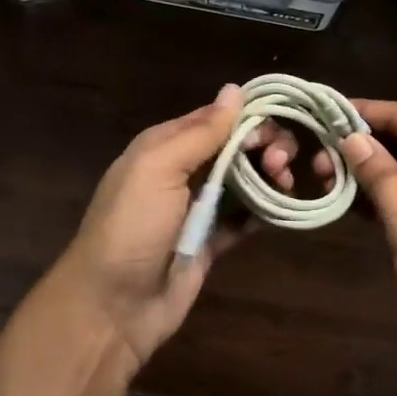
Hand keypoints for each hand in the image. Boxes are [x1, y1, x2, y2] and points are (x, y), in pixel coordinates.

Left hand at [51, 84, 298, 369]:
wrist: (113, 306)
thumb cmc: (132, 226)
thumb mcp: (159, 168)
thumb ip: (200, 132)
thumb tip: (235, 89)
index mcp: (165, 146)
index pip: (216, 118)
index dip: (250, 117)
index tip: (278, 128)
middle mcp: (182, 172)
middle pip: (234, 147)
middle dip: (263, 147)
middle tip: (280, 163)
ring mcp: (196, 209)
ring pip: (243, 181)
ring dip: (268, 177)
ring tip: (284, 184)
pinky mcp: (209, 242)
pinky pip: (242, 219)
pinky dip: (262, 212)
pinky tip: (281, 209)